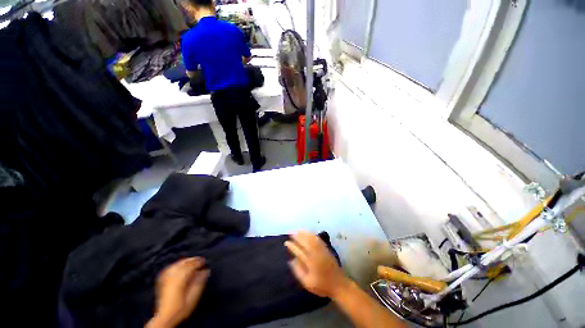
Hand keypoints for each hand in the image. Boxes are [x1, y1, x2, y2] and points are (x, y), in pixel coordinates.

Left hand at [147, 257, 209, 327]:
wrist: (164, 318)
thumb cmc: (181, 308)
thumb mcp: (193, 297)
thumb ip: (199, 282)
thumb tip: (205, 271)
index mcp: (180, 278)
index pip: (191, 265)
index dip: (199, 262)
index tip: (205, 262)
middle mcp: (172, 276)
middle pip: (183, 263)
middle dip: (192, 260)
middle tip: (200, 261)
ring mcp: (165, 278)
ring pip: (176, 264)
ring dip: (185, 262)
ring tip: (191, 262)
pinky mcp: (161, 281)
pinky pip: (169, 268)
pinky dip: (176, 265)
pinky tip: (179, 266)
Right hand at [284, 232, 348, 297]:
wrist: (338, 284)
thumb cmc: (322, 285)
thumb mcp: (307, 283)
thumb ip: (298, 271)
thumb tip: (291, 260)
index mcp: (310, 263)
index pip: (299, 251)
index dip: (292, 246)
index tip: (286, 242)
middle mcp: (316, 254)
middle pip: (305, 242)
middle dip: (297, 236)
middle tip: (290, 234)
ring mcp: (321, 250)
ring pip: (311, 238)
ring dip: (303, 233)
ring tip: (297, 231)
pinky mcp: (326, 248)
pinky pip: (318, 239)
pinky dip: (311, 234)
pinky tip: (308, 233)